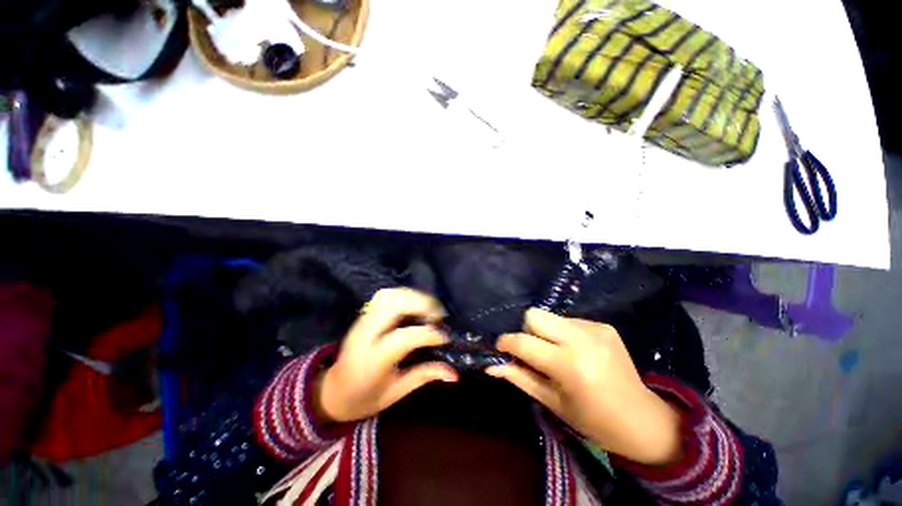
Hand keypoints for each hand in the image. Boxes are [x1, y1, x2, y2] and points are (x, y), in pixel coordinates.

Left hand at [316, 288, 457, 423]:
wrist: (332, 391)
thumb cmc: (364, 398)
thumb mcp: (395, 393)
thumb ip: (423, 376)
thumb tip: (454, 373)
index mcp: (371, 361)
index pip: (403, 338)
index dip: (428, 334)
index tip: (445, 338)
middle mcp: (364, 336)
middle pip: (393, 306)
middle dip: (421, 305)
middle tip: (438, 317)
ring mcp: (361, 322)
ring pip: (388, 296)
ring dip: (412, 297)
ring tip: (428, 310)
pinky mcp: (363, 315)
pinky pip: (384, 296)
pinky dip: (403, 295)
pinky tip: (413, 305)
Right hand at [486, 309, 682, 465]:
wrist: (642, 419)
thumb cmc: (592, 420)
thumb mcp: (551, 402)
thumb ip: (519, 377)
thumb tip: (490, 365)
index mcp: (568, 365)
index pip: (523, 342)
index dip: (506, 342)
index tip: (500, 348)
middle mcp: (581, 339)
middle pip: (534, 315)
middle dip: (525, 330)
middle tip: (531, 350)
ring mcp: (595, 328)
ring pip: (550, 316)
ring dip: (544, 332)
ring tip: (555, 352)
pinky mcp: (603, 325)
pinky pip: (568, 320)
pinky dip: (562, 333)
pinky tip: (574, 351)